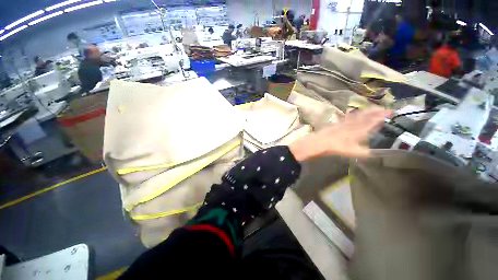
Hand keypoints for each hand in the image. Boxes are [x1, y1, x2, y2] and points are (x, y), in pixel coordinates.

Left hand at [288, 109, 390, 160]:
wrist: (320, 142)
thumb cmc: (337, 147)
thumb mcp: (353, 152)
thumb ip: (366, 152)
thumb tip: (377, 153)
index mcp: (360, 131)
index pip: (374, 122)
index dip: (383, 117)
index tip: (392, 113)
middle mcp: (353, 124)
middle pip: (367, 117)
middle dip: (378, 112)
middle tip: (387, 109)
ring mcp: (344, 123)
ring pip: (358, 115)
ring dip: (367, 111)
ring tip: (375, 108)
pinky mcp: (337, 123)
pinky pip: (348, 117)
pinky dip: (354, 114)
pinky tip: (354, 113)